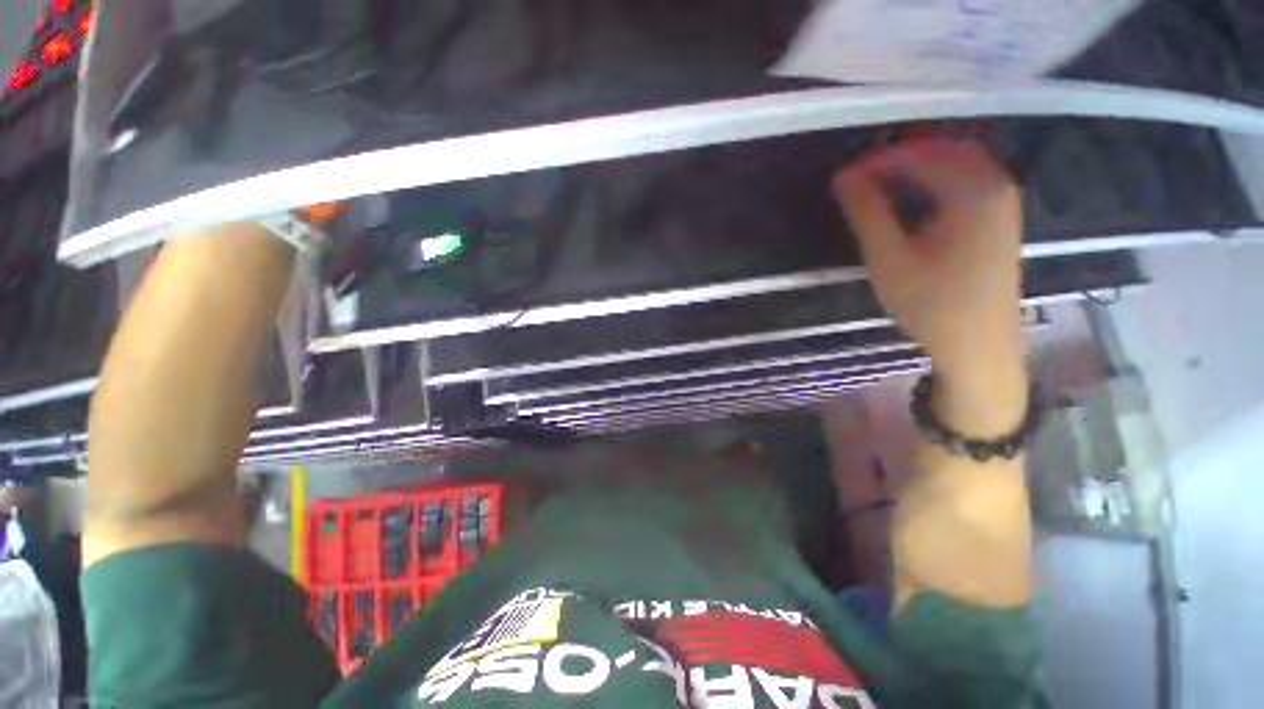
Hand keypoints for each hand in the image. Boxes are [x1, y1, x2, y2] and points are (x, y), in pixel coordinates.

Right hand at [833, 138, 1026, 435]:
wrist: (978, 346)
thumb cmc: (931, 305)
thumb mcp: (890, 259)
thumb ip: (868, 213)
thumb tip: (844, 178)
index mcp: (973, 191)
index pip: (919, 154)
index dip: (876, 161)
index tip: (842, 177)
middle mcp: (997, 186)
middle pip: (944, 150)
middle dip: (899, 158)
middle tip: (860, 179)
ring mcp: (1004, 203)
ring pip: (958, 164)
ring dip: (918, 168)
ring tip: (879, 189)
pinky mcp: (1001, 220)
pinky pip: (968, 182)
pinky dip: (936, 182)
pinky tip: (913, 203)